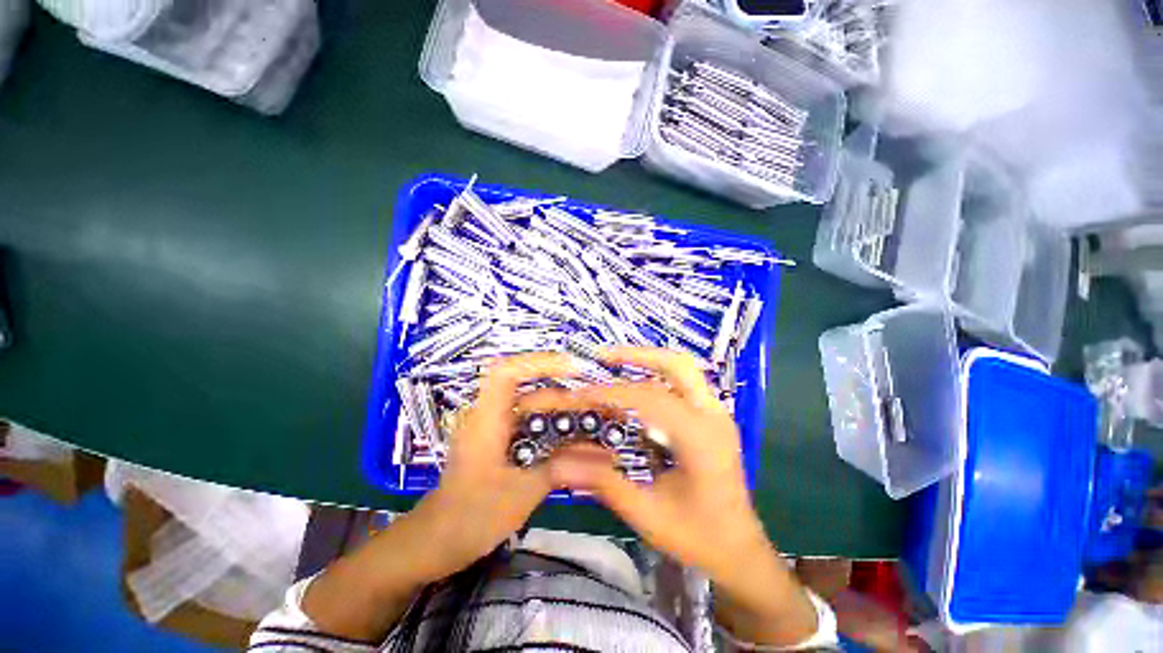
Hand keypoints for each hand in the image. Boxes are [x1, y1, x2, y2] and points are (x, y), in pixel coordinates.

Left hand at [406, 352, 577, 581]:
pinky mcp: (504, 444)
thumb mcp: (520, 493)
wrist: (436, 543)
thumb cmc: (470, 517)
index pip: (508, 371)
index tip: (574, 367)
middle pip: (530, 392)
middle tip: (598, 405)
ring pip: (535, 411)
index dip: (540, 362)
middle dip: (565, 396)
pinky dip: (556, 432)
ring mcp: (498, 430)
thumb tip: (606, 460)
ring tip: (596, 421)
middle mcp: (492, 417)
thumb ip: (561, 469)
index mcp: (487, 419)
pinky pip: (534, 428)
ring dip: (564, 415)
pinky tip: (579, 443)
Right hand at [547, 347, 819, 644]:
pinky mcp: (712, 418)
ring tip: (612, 363)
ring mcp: (716, 414)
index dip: (611, 393)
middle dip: (638, 355)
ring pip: (682, 369)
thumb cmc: (697, 537)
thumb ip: (603, 482)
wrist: (739, 551)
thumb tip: (557, 462)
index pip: (650, 399)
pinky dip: (655, 377)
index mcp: (701, 439)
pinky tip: (633, 388)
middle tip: (603, 356)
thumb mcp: (646, 513)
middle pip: (677, 365)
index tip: (580, 394)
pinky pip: (682, 384)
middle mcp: (713, 416)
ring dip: (646, 361)